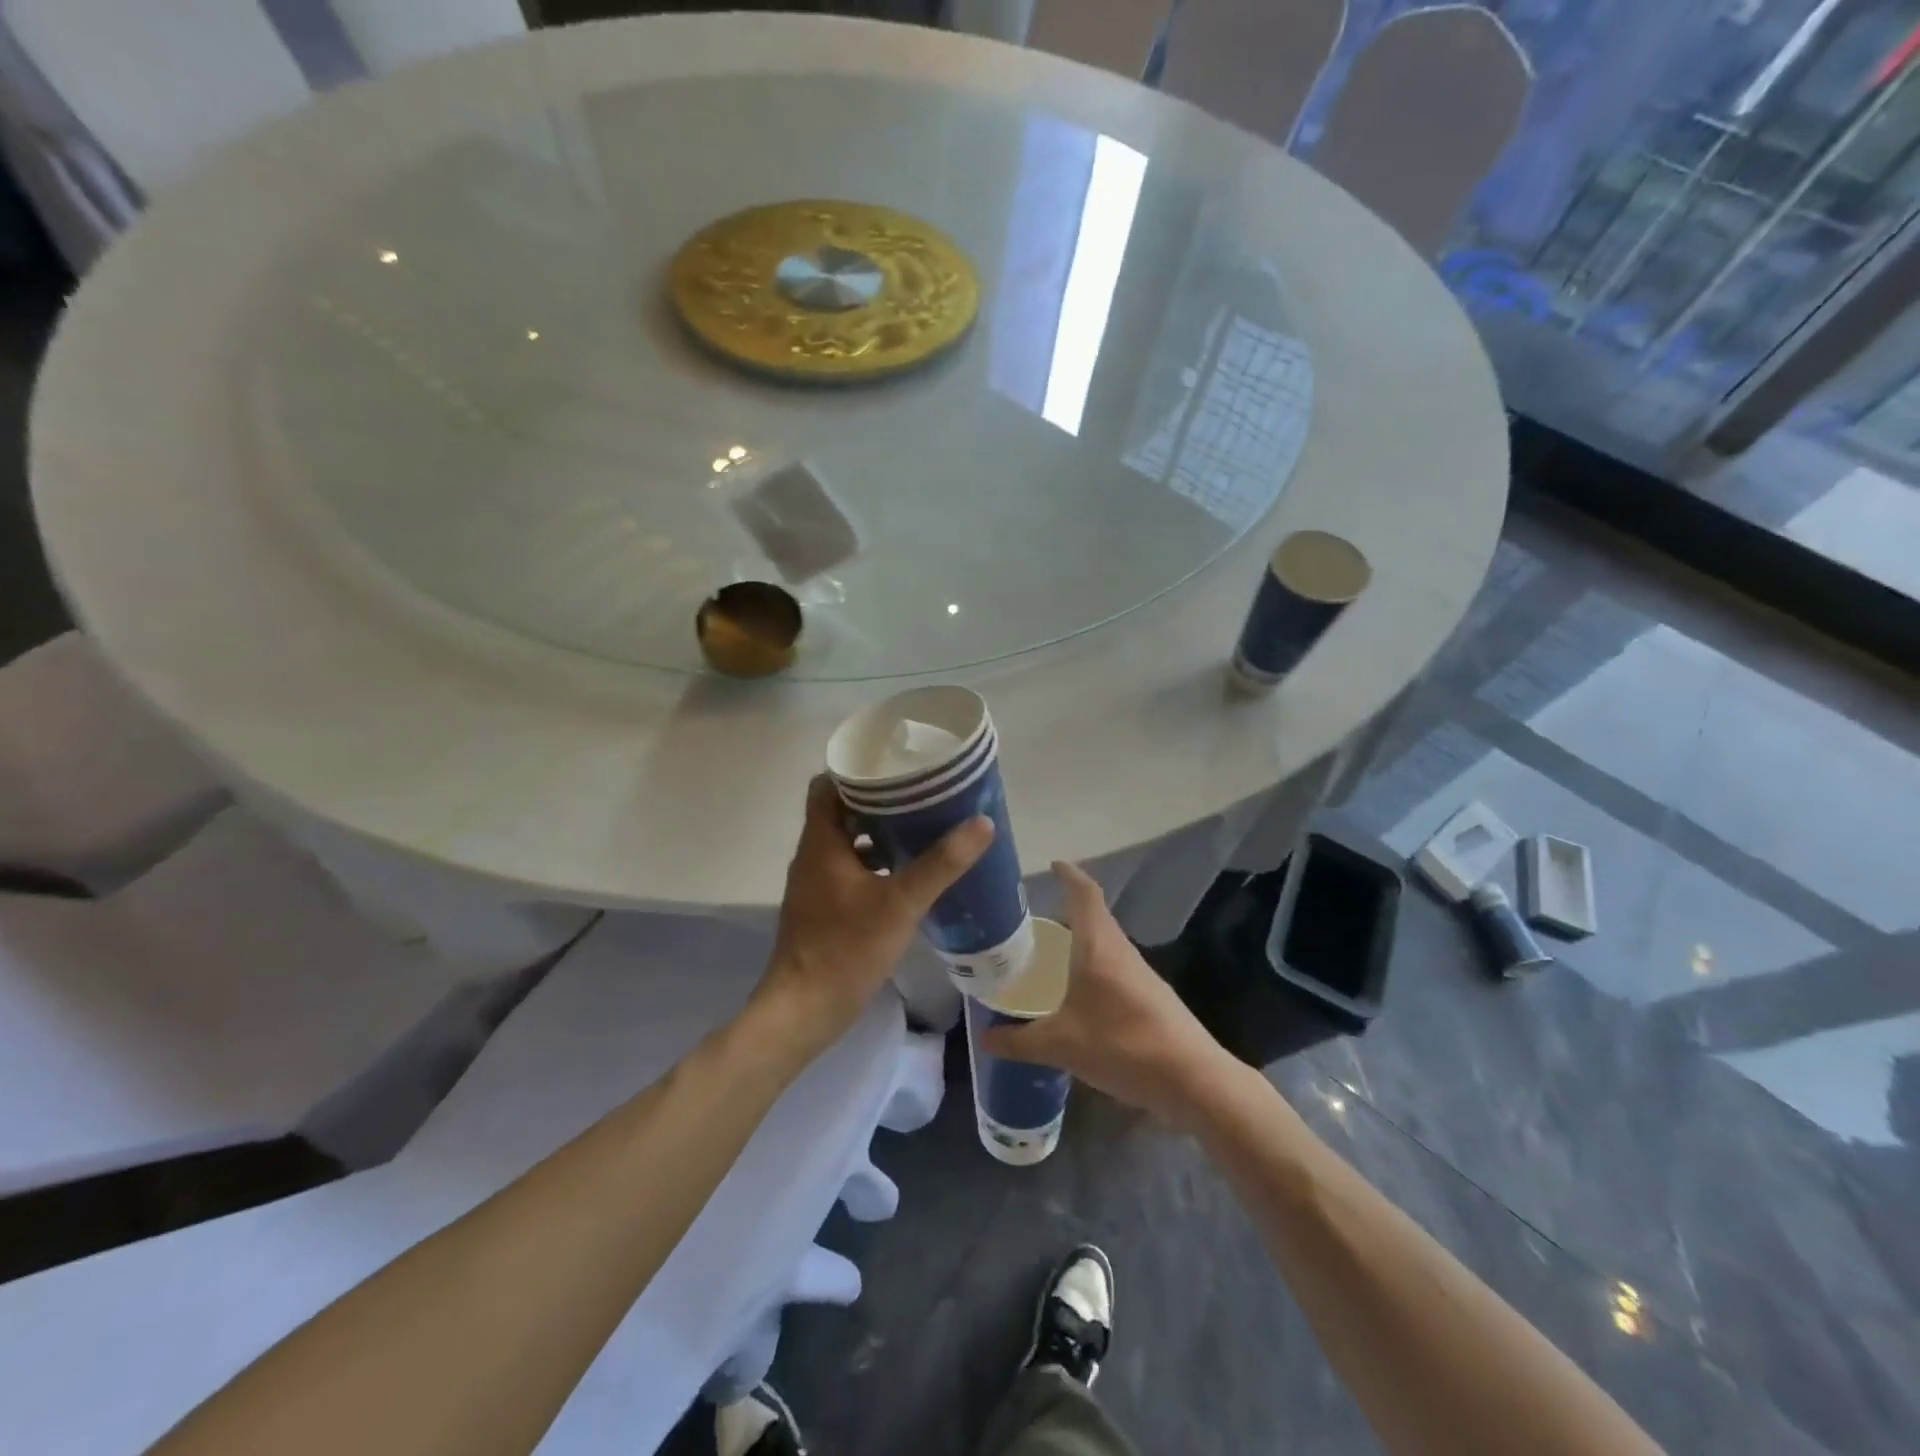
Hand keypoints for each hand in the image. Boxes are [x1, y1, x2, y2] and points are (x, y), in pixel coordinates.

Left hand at [756, 775, 992, 1056]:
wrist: (804, 1009)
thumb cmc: (845, 947)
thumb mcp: (900, 902)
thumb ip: (940, 863)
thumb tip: (981, 823)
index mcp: (821, 841)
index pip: (827, 784)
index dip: (858, 770)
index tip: (895, 764)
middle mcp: (814, 855)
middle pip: (842, 811)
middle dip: (880, 800)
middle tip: (922, 793)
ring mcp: (817, 883)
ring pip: (849, 843)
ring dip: (880, 833)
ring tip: (923, 826)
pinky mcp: (825, 908)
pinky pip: (852, 870)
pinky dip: (877, 864)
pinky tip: (910, 873)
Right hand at [983, 861, 1232, 1127]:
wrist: (1192, 1080)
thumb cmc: (1121, 1045)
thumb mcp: (1060, 1045)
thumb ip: (1018, 1042)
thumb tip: (985, 1039)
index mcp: (1098, 945)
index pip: (1084, 893)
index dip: (1069, 874)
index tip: (1053, 864)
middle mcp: (1121, 951)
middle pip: (1094, 917)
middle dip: (1066, 913)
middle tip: (1032, 923)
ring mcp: (1141, 974)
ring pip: (1105, 945)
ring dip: (1080, 943)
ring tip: (1048, 958)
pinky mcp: (1151, 998)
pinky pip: (1114, 969)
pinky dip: (1093, 969)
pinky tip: (1077, 997)